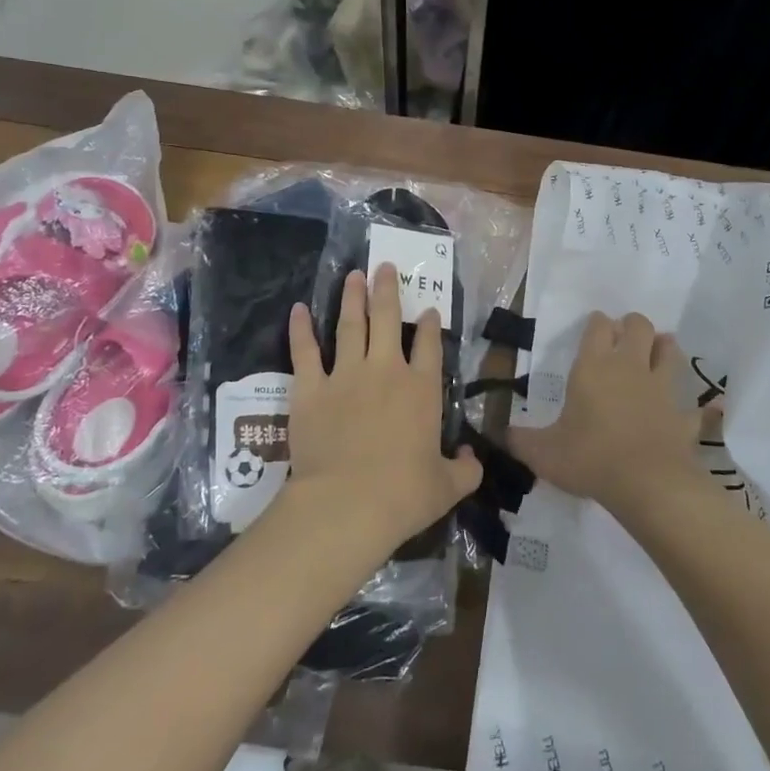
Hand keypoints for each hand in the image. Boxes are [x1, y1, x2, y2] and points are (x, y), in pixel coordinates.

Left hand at [286, 263, 481, 558]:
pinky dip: (300, 329)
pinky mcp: (311, 388)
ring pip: (350, 325)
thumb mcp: (448, 487)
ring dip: (352, 297)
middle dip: (388, 290)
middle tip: (385, 266)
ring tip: (354, 275)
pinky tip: (297, 310)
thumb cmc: (404, 495)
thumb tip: (472, 458)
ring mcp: (346, 374)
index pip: (429, 344)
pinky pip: (305, 351)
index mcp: (421, 389)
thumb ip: (466, 469)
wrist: (348, 503)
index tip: (429, 309)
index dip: (430, 324)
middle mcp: (386, 370)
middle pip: (388, 319)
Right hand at [508, 312, 702, 516]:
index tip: (595, 330)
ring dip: (665, 348)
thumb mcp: (543, 453)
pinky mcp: (684, 415)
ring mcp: (662, 389)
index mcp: (594, 367)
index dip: (597, 324)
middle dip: (633, 326)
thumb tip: (497, 435)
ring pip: (670, 350)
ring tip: (658, 354)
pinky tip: (702, 409)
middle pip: (639, 326)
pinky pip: (696, 406)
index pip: (599, 326)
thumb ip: (520, 441)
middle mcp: (630, 367)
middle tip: (624, 340)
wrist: (646, 484)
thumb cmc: (589, 458)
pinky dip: (699, 406)